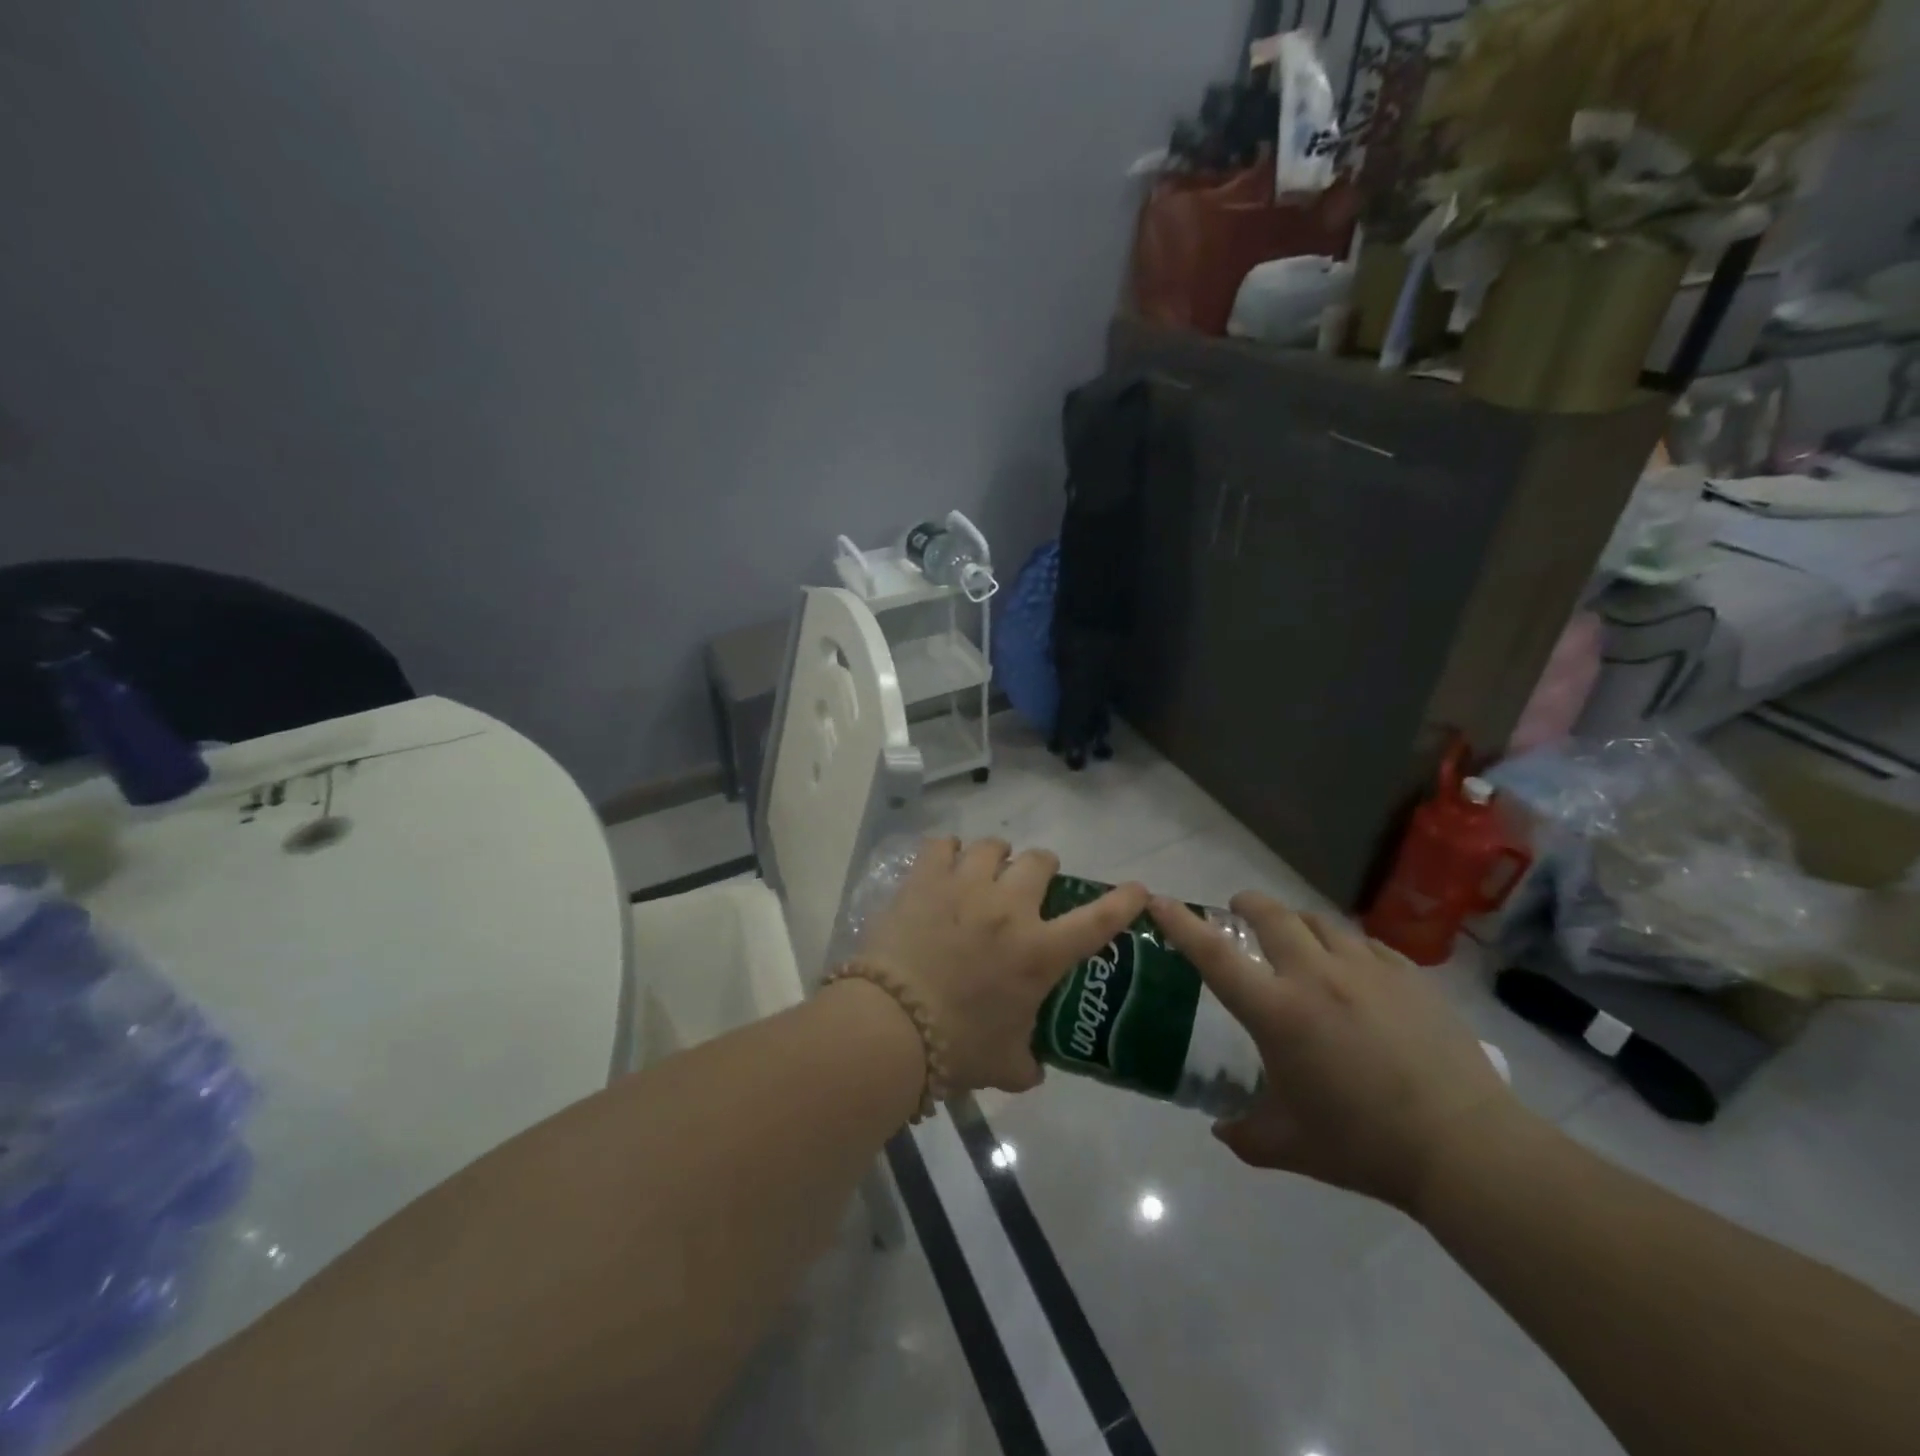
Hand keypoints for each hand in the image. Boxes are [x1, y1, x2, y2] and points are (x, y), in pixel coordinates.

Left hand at [862, 838, 1148, 1095]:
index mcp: (1039, 952)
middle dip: (1043, 868)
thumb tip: (1033, 1070)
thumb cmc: (956, 1047)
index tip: (1137, 888)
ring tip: (986, 868)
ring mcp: (966, 886)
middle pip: (1040, 861)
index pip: (1098, 920)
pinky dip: (948, 850)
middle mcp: (1010, 908)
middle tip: (1031, 883)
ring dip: (997, 855)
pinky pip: (942, 844)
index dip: (1123, 900)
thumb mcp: (1004, 1064)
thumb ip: (1026, 1063)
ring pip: (993, 846)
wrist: (891, 1026)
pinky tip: (944, 863)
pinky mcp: (926, 879)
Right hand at [1150, 892, 1518, 1213]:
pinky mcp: (1409, 976)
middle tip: (1238, 913)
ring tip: (1298, 943)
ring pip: (1319, 922)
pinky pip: (1366, 944)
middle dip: (1246, 905)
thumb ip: (1245, 1134)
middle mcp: (1316, 976)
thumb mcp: (1290, 1146)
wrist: (1465, 1148)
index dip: (1181, 923)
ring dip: (1297, 925)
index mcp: (1278, 1012)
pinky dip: (1346, 948)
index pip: (1214, 955)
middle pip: (1271, 915)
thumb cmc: (1364, 1145)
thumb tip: (1221, 1129)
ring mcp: (1367, 970)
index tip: (1159, 900)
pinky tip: (1354, 972)